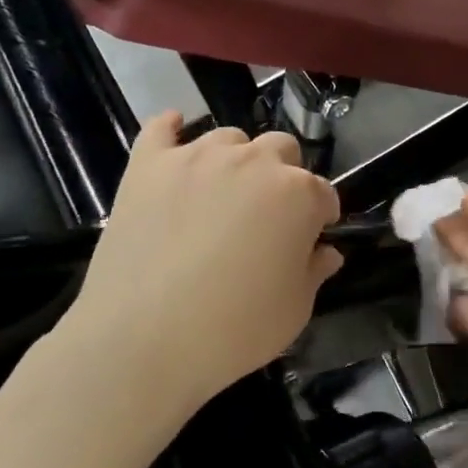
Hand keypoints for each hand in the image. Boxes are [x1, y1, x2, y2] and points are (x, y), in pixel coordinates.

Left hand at [56, 111, 342, 421]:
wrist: (143, 340)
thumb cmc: (234, 330)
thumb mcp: (295, 310)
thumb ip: (315, 271)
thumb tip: (325, 251)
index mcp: (298, 194)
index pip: (323, 193)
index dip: (321, 217)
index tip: (312, 238)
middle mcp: (252, 162)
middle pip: (281, 149)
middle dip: (283, 176)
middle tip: (267, 216)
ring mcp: (196, 157)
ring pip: (228, 137)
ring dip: (235, 159)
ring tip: (221, 193)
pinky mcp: (148, 164)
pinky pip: (160, 128)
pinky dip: (170, 130)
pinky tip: (173, 137)